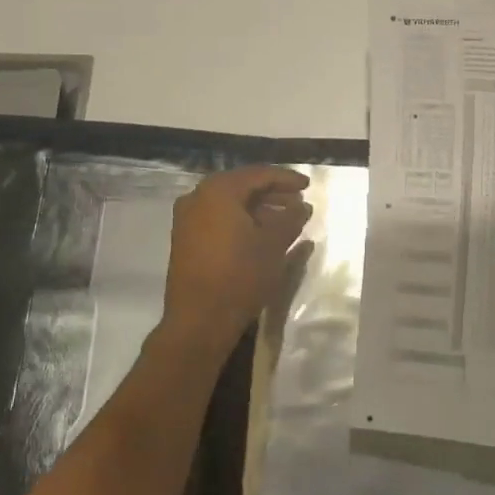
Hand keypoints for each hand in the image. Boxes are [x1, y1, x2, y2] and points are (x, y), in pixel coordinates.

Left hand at [161, 166, 312, 346]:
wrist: (199, 320)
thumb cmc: (240, 275)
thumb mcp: (273, 244)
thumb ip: (291, 218)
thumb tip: (302, 206)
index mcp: (219, 191)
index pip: (259, 174)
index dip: (286, 179)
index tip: (308, 186)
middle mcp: (198, 197)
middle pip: (242, 187)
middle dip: (273, 194)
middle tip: (298, 204)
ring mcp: (187, 219)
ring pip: (230, 205)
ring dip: (259, 210)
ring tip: (285, 221)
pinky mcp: (186, 240)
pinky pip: (218, 220)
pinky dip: (241, 222)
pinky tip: (262, 236)